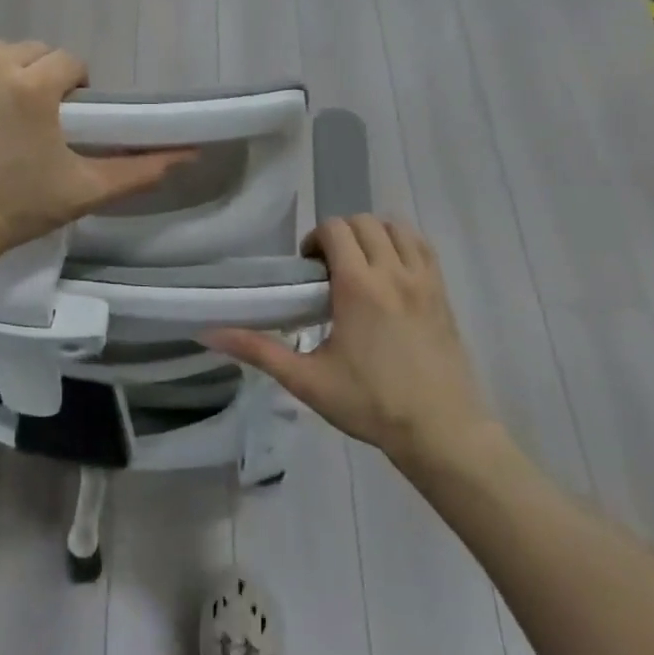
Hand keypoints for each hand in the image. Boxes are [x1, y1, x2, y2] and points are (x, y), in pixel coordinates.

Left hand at [0, 37, 192, 272]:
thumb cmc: (14, 213)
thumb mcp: (83, 191)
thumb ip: (139, 169)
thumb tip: (189, 152)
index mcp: (32, 87)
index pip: (67, 62)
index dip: (70, 89)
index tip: (62, 116)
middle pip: (28, 51)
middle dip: (35, 79)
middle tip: (26, 119)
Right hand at [206, 216, 504, 480]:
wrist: (442, 432)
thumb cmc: (371, 404)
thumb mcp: (308, 381)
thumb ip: (259, 351)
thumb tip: (209, 334)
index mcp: (359, 287)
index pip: (335, 229)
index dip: (315, 240)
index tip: (308, 270)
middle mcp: (394, 273)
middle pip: (364, 222)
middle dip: (341, 235)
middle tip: (329, 270)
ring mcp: (425, 281)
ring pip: (397, 228)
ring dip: (373, 235)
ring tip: (361, 267)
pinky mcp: (443, 294)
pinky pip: (423, 247)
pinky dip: (403, 245)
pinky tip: (391, 275)